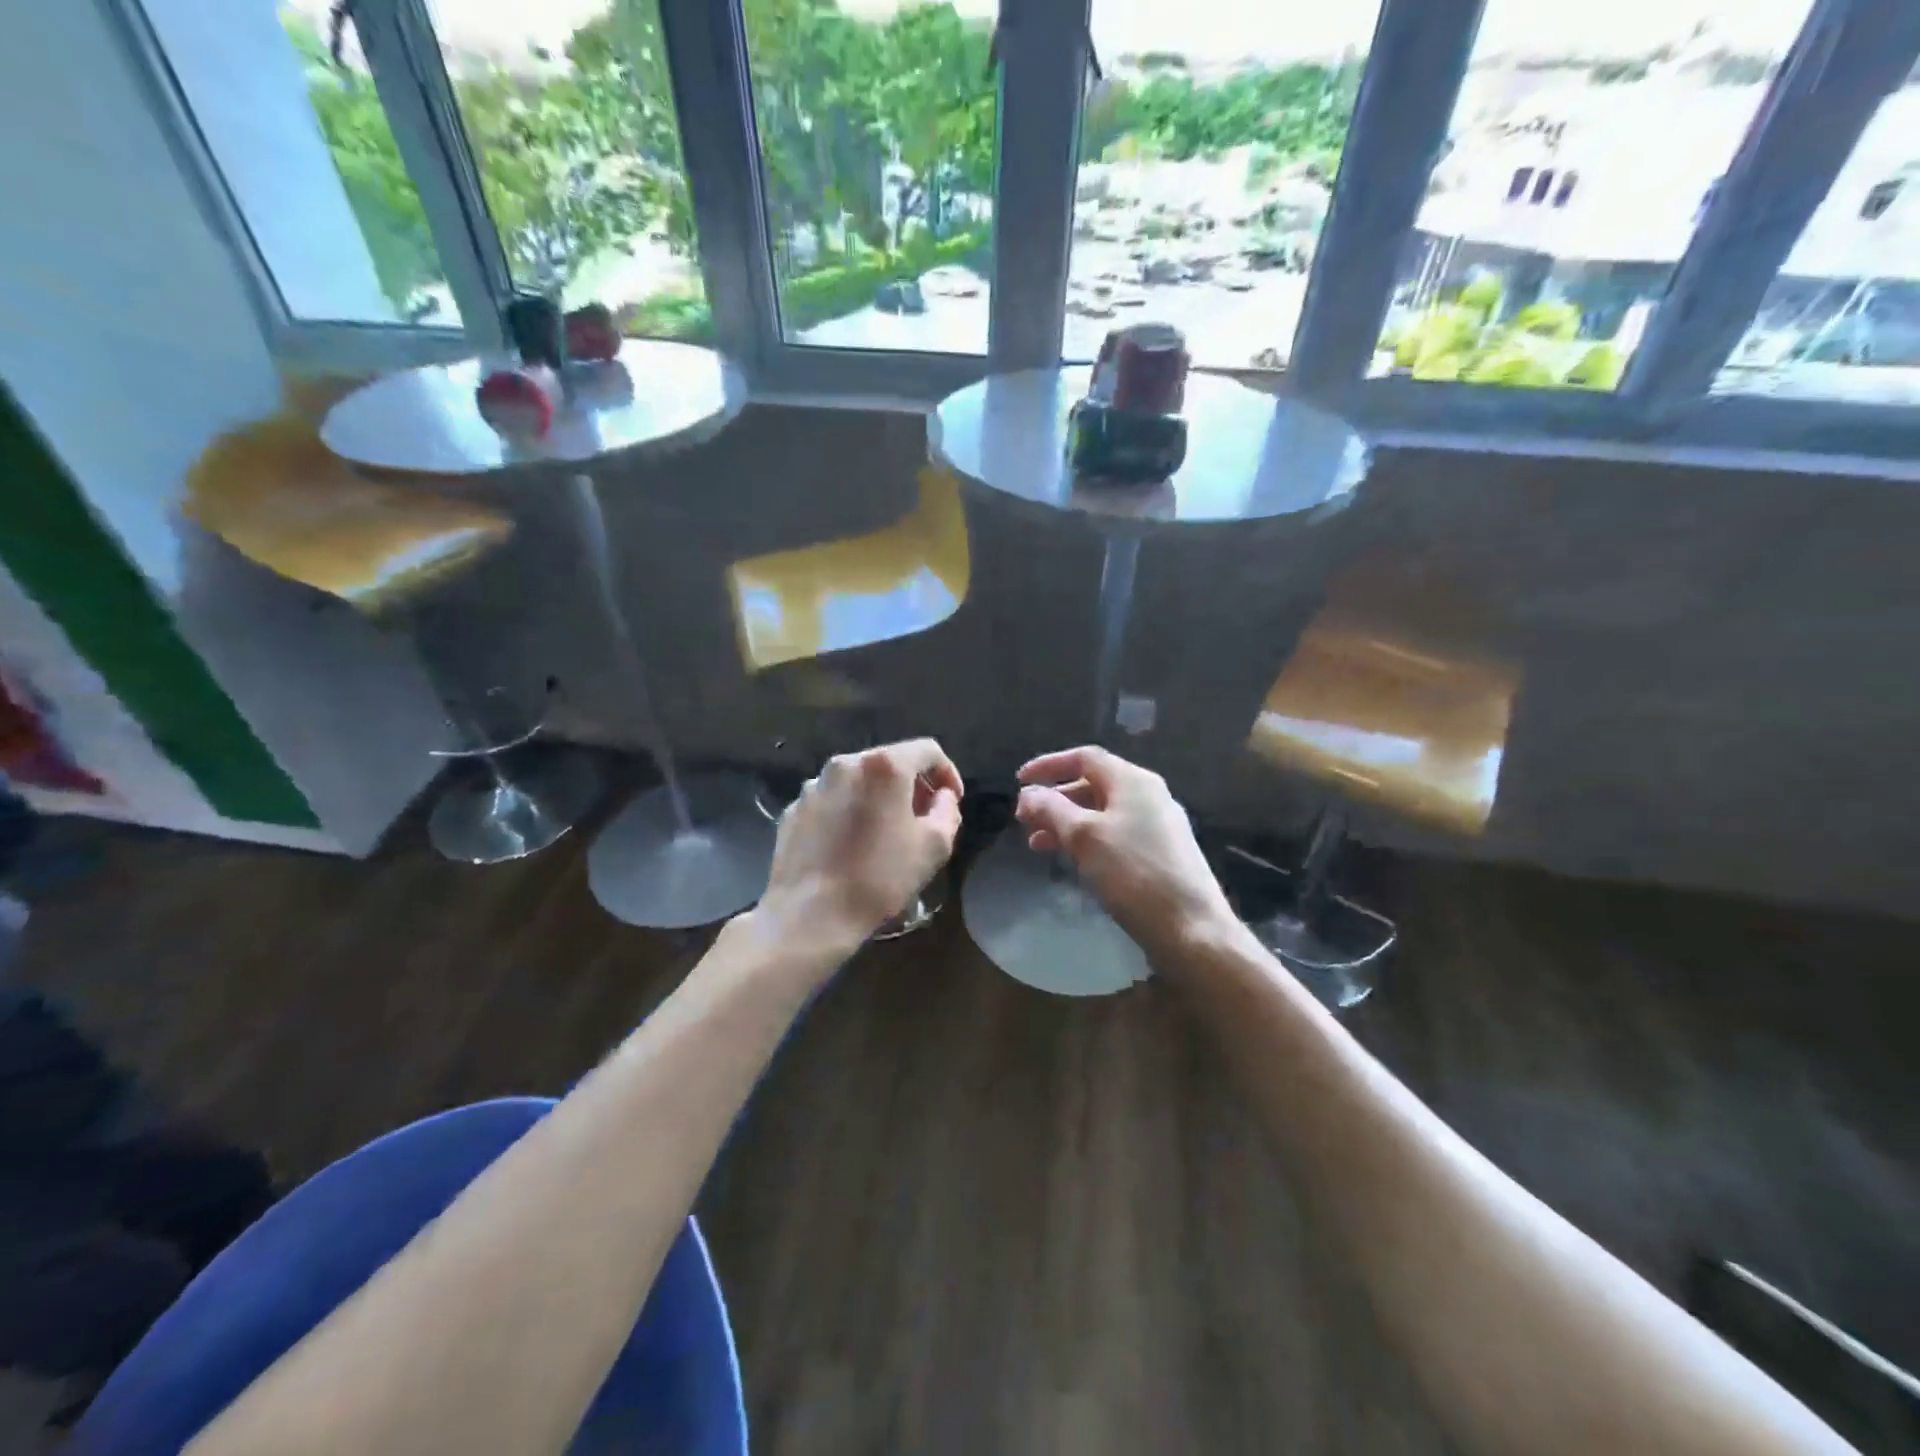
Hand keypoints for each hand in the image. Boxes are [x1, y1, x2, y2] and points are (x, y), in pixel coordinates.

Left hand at [759, 738, 964, 954]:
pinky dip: (848, 812)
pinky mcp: (794, 809)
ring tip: (885, 833)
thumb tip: (941, 797)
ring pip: (858, 781)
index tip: (951, 802)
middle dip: (912, 785)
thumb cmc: (879, 877)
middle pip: (889, 762)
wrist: (810, 914)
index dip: (947, 773)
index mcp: (883, 766)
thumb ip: (947, 810)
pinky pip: (832, 800)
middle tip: (923, 818)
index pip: (927, 751)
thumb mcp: (935, 846)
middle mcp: (845, 764)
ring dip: (878, 798)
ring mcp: (814, 786)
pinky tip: (851, 845)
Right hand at [1015, 746, 1233, 960]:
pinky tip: (1072, 861)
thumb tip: (1028, 793)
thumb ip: (1052, 809)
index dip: (1048, 765)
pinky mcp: (1161, 854)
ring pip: (1102, 813)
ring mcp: (1158, 825)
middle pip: (1093, 784)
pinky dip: (1088, 841)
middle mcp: (1148, 795)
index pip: (1084, 757)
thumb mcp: (1084, 837)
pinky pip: (1115, 835)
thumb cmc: (1133, 874)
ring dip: (1067, 823)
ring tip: (1037, 845)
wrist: (1192, 929)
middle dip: (1055, 799)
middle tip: (1025, 820)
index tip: (1018, 781)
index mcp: (1132, 781)